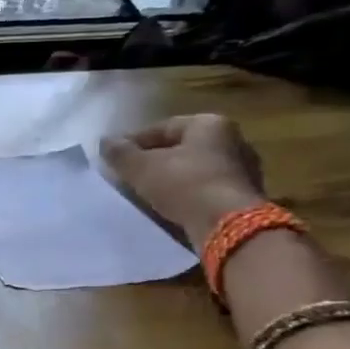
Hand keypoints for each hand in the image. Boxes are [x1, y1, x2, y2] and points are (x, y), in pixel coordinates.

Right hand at [99, 114, 265, 243]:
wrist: (227, 225)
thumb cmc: (184, 184)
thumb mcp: (142, 168)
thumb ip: (121, 153)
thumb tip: (105, 141)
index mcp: (209, 124)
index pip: (162, 127)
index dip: (134, 142)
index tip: (115, 158)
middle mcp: (232, 140)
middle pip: (181, 148)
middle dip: (154, 161)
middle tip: (129, 176)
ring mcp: (242, 169)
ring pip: (194, 169)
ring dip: (170, 179)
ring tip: (146, 194)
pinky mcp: (244, 196)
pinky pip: (206, 189)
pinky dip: (187, 195)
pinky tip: (170, 208)